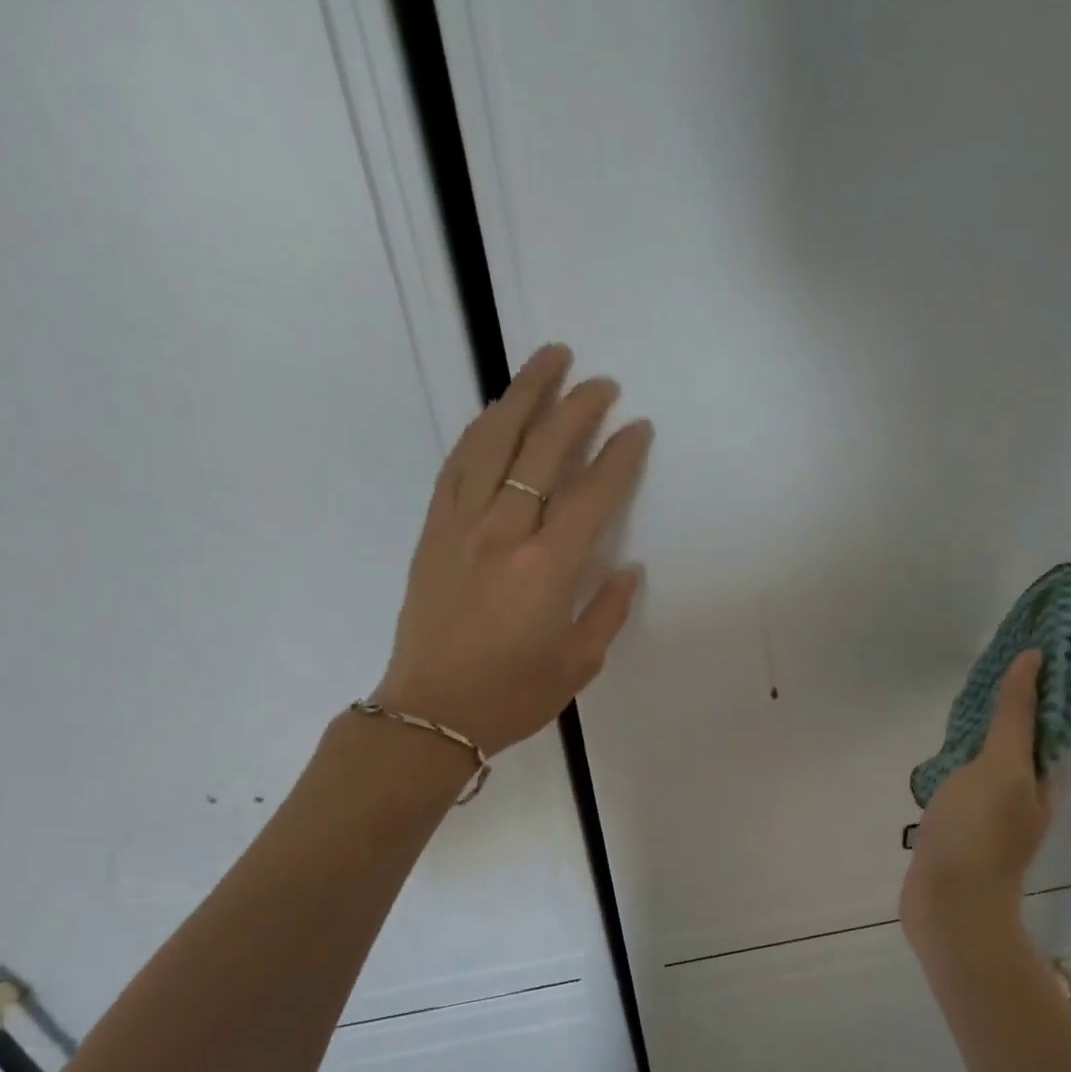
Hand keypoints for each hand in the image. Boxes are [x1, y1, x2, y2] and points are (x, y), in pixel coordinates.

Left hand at [372, 344, 648, 754]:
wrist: (432, 712)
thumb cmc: (513, 695)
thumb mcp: (579, 664)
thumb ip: (607, 610)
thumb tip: (627, 567)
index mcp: (547, 567)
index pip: (592, 494)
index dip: (620, 456)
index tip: (638, 428)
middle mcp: (504, 533)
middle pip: (543, 451)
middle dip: (577, 408)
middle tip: (601, 382)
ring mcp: (461, 526)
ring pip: (493, 442)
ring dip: (523, 395)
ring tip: (547, 359)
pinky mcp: (433, 531)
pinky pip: (457, 465)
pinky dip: (480, 431)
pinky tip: (496, 413)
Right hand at [901, 650, 1055, 945]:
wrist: (949, 906)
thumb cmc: (978, 833)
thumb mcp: (1001, 767)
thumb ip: (1015, 716)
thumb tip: (1035, 659)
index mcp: (1043, 778)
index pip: (1050, 719)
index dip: (1041, 684)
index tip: (1024, 648)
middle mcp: (1025, 793)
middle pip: (1021, 738)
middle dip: (1008, 705)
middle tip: (983, 670)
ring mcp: (992, 812)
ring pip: (990, 761)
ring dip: (980, 734)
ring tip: (960, 702)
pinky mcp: (962, 827)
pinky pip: (964, 782)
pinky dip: (957, 762)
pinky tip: (939, 754)